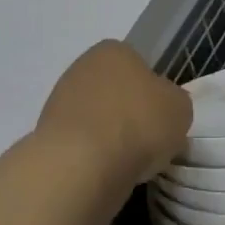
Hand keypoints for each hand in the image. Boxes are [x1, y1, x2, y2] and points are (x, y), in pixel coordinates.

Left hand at [36, 40, 192, 185]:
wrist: (81, 166)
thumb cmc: (138, 124)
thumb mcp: (180, 109)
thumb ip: (174, 102)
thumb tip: (164, 109)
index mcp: (114, 50)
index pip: (139, 67)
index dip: (153, 95)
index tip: (161, 121)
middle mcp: (82, 66)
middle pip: (114, 92)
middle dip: (128, 115)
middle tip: (146, 145)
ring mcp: (59, 100)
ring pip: (95, 119)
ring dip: (108, 138)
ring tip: (125, 166)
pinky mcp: (45, 135)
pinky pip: (79, 145)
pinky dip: (91, 159)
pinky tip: (102, 175)